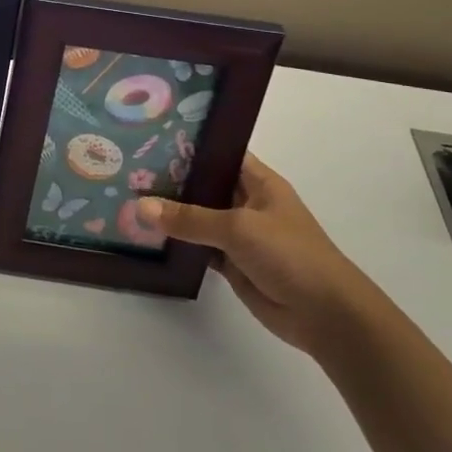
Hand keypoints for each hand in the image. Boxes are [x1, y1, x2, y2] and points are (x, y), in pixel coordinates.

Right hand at [137, 154, 377, 355]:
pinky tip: (144, 235)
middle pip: (203, 184)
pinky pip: (197, 246)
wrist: (326, 316)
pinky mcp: (231, 262)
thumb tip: (140, 206)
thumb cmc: (290, 255)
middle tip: (126, 166)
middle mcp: (247, 202)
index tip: (150, 136)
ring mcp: (239, 234)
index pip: (219, 153)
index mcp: (258, 182)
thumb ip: (189, 218)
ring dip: (170, 212)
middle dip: (170, 178)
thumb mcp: (238, 228)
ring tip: (126, 196)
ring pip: (197, 217)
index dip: (189, 144)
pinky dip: (176, 243)